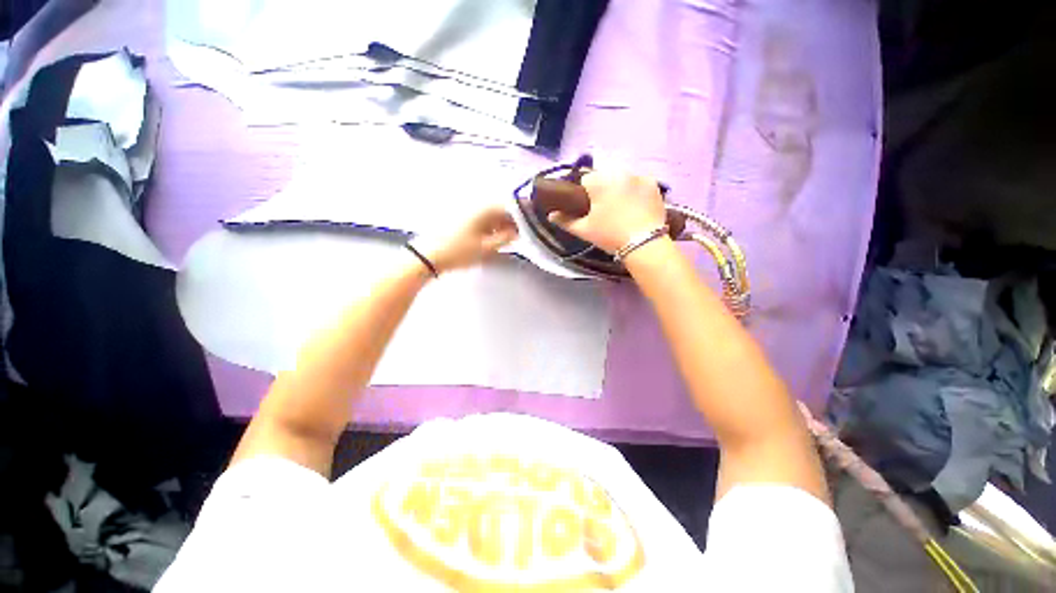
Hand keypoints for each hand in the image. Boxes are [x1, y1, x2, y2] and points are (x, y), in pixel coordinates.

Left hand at [411, 205, 518, 274]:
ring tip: (509, 238)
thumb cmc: (458, 252)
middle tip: (521, 234)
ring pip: (491, 213)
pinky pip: (481, 218)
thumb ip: (505, 238)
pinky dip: (490, 226)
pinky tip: (493, 237)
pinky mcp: (461, 218)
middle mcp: (476, 205)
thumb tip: (518, 231)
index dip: (523, 214)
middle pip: (500, 208)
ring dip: (502, 224)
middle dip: (513, 220)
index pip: (509, 205)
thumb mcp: (486, 248)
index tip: (532, 224)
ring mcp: (467, 211)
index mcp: (484, 209)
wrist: (428, 255)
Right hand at [546, 171, 665, 253]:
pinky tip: (635, 207)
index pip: (585, 179)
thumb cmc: (610, 235)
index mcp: (600, 181)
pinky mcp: (654, 184)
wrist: (644, 244)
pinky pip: (638, 183)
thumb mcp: (584, 230)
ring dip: (619, 189)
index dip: (584, 194)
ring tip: (621, 209)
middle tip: (605, 211)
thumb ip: (565, 221)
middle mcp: (619, 172)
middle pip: (605, 177)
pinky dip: (635, 191)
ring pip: (622, 179)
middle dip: (602, 190)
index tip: (588, 208)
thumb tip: (551, 215)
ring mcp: (639, 176)